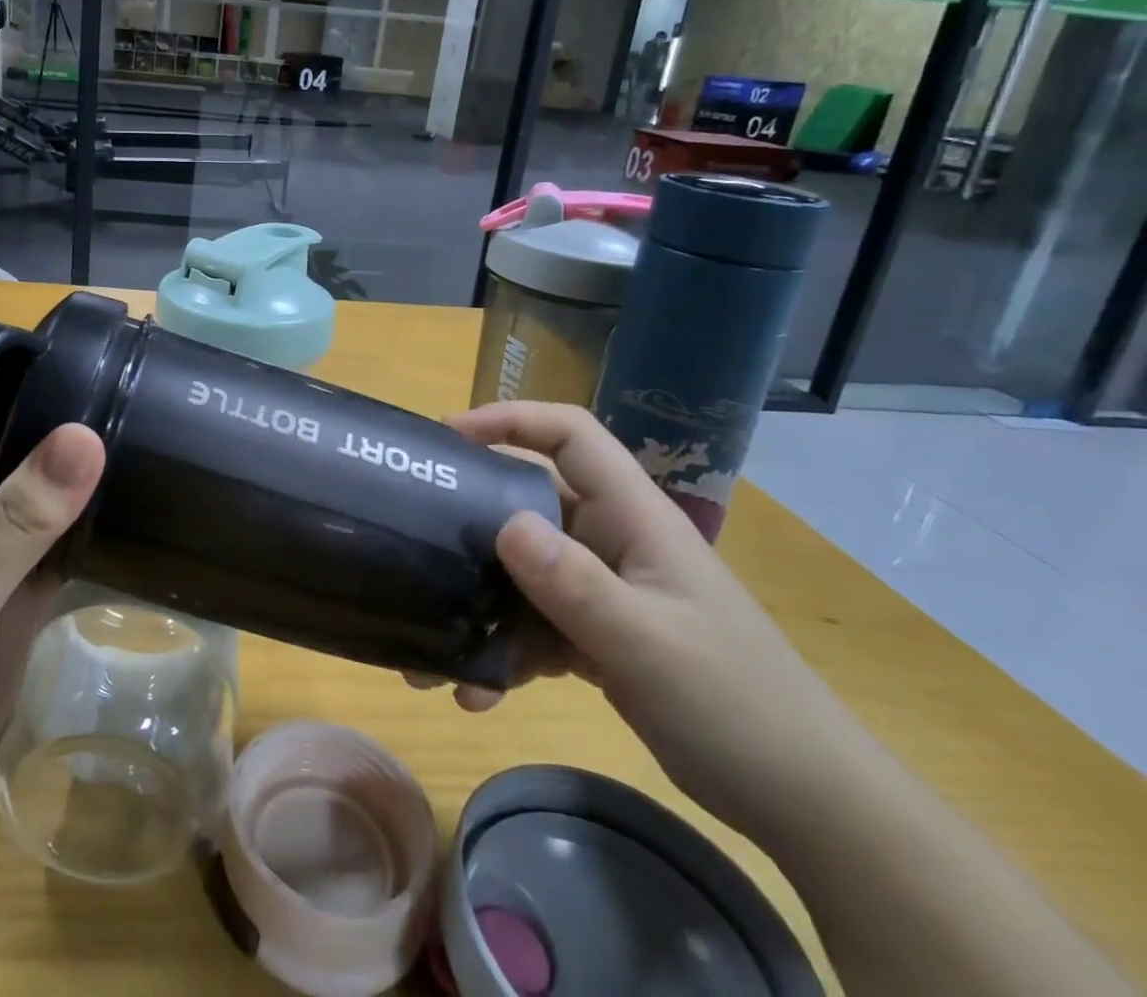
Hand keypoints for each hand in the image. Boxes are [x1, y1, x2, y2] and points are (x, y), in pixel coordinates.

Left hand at [0, 331, 105, 865]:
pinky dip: (85, 537)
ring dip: (61, 473)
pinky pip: (55, 562)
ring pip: (26, 506)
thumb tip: (86, 437)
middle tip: (84, 372)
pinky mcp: (12, 618)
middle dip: (21, 410)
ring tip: (119, 426)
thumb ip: (16, 519)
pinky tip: (127, 513)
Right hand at [430, 401, 867, 843]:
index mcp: (632, 517)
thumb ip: (575, 583)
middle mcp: (611, 541)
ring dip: (479, 607)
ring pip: (522, 572)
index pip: (569, 435)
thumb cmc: (736, 704)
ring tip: (430, 654)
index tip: (448, 438)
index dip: (510, 420)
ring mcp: (604, 589)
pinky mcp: (597, 634)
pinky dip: (504, 653)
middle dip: (470, 524)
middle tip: (416, 543)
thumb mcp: (648, 643)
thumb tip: (502, 522)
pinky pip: (534, 625)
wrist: (807, 803)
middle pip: (527, 503)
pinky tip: (478, 694)